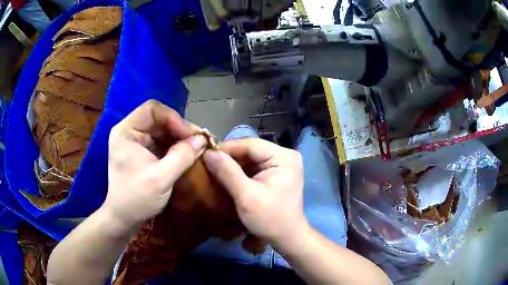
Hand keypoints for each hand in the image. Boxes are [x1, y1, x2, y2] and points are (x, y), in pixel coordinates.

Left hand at [104, 100, 207, 226]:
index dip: (173, 118)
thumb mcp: (161, 178)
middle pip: (157, 118)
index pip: (152, 110)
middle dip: (178, 128)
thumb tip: (202, 140)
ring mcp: (134, 141)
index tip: (190, 136)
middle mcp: (129, 131)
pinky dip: (174, 146)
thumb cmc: (137, 198)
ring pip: (161, 129)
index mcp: (126, 131)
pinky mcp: (141, 151)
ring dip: (178, 137)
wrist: (124, 218)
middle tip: (198, 141)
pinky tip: (185, 154)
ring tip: (195, 147)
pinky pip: (160, 141)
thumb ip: (182, 156)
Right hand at [203, 138, 306, 245]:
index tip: (206, 154)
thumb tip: (208, 153)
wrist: (286, 237)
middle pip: (251, 149)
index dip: (228, 148)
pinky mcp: (276, 173)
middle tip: (208, 162)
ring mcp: (282, 164)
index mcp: (284, 157)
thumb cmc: (270, 219)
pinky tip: (226, 175)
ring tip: (213, 168)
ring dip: (233, 163)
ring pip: (251, 157)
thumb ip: (228, 173)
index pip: (251, 144)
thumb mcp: (247, 196)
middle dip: (230, 156)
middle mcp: (285, 156)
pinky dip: (240, 170)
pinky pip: (254, 166)